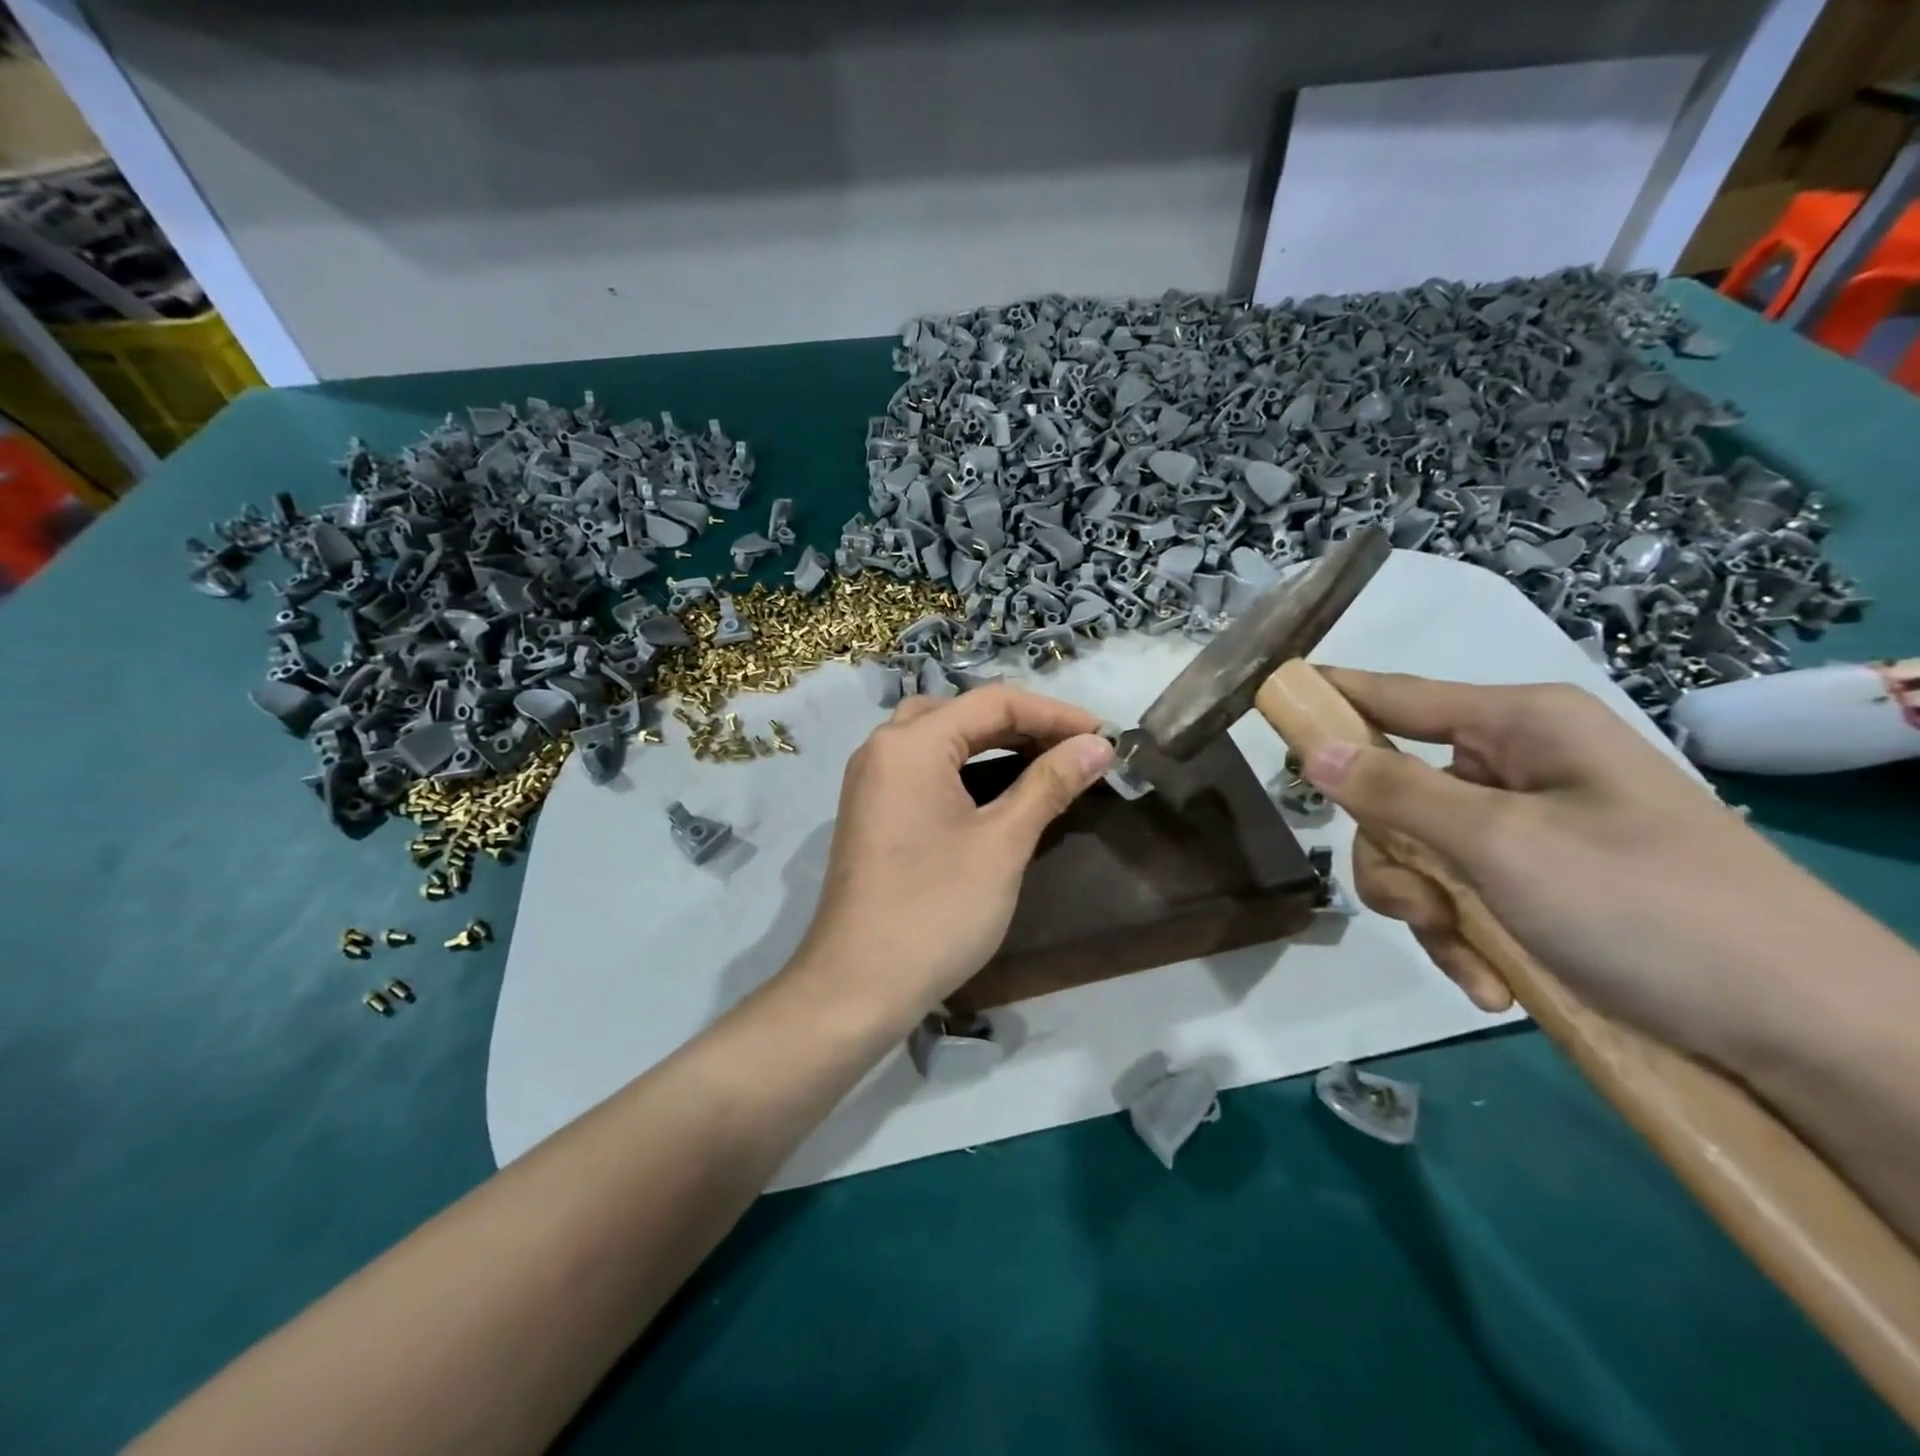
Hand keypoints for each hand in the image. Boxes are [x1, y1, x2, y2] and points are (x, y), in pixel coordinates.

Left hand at [796, 685, 1114, 1013]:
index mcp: (910, 743)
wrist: (857, 986)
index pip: (994, 702)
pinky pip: (925, 769)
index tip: (1105, 736)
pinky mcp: (872, 812)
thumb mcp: (1002, 844)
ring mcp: (872, 781)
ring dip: (994, 743)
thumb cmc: (935, 910)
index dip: (1055, 714)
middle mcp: (883, 748)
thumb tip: (1098, 745)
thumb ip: (1050, 784)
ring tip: (1046, 761)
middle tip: (1077, 749)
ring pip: (941, 739)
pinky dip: (966, 767)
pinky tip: (998, 789)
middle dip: (1025, 724)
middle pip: (964, 713)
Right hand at [1301, 669, 1873, 1067]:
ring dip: (1428, 913)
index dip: (1329, 697)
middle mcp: (1518, 767)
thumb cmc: (1651, 910)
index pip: (1394, 694)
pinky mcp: (1538, 885)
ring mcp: (1528, 829)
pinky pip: (1457, 897)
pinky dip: (1462, 941)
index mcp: (1519, 727)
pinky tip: (1493, 984)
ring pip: (1417, 854)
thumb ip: (1396, 794)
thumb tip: (1312, 749)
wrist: (1808, 1037)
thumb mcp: (1506, 846)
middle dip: (1396, 859)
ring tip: (1472, 961)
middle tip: (1422, 907)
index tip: (1265, 697)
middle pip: (1393, 791)